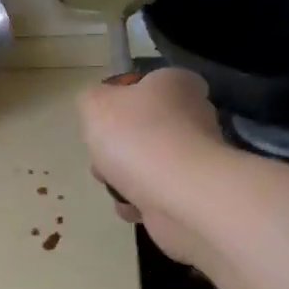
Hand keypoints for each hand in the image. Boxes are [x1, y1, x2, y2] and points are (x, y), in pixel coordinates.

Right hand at [77, 69, 222, 264]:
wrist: (177, 193)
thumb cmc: (136, 136)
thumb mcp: (94, 103)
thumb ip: (92, 98)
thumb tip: (102, 106)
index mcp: (176, 84)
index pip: (148, 84)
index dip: (122, 101)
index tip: (104, 119)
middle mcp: (194, 116)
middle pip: (143, 129)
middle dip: (116, 147)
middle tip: (103, 156)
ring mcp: (196, 157)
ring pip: (146, 164)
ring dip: (122, 178)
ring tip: (114, 185)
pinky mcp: (194, 192)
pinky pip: (155, 194)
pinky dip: (139, 202)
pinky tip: (131, 205)